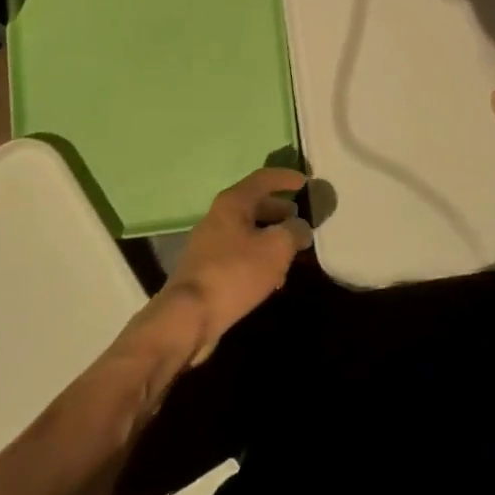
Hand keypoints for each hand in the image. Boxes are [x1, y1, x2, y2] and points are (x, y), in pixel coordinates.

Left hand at [159, 167, 309, 365]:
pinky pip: (239, 253)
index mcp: (232, 203)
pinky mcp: (206, 268)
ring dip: (271, 238)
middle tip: (300, 222)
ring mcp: (209, 243)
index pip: (263, 179)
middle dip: (279, 212)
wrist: (189, 316)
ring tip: (291, 254)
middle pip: (254, 205)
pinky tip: (271, 279)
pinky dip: (258, 257)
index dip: (286, 178)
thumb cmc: (235, 273)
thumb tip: (300, 227)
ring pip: (247, 232)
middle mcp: (218, 217)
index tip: (306, 183)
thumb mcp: (276, 249)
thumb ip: (294, 232)